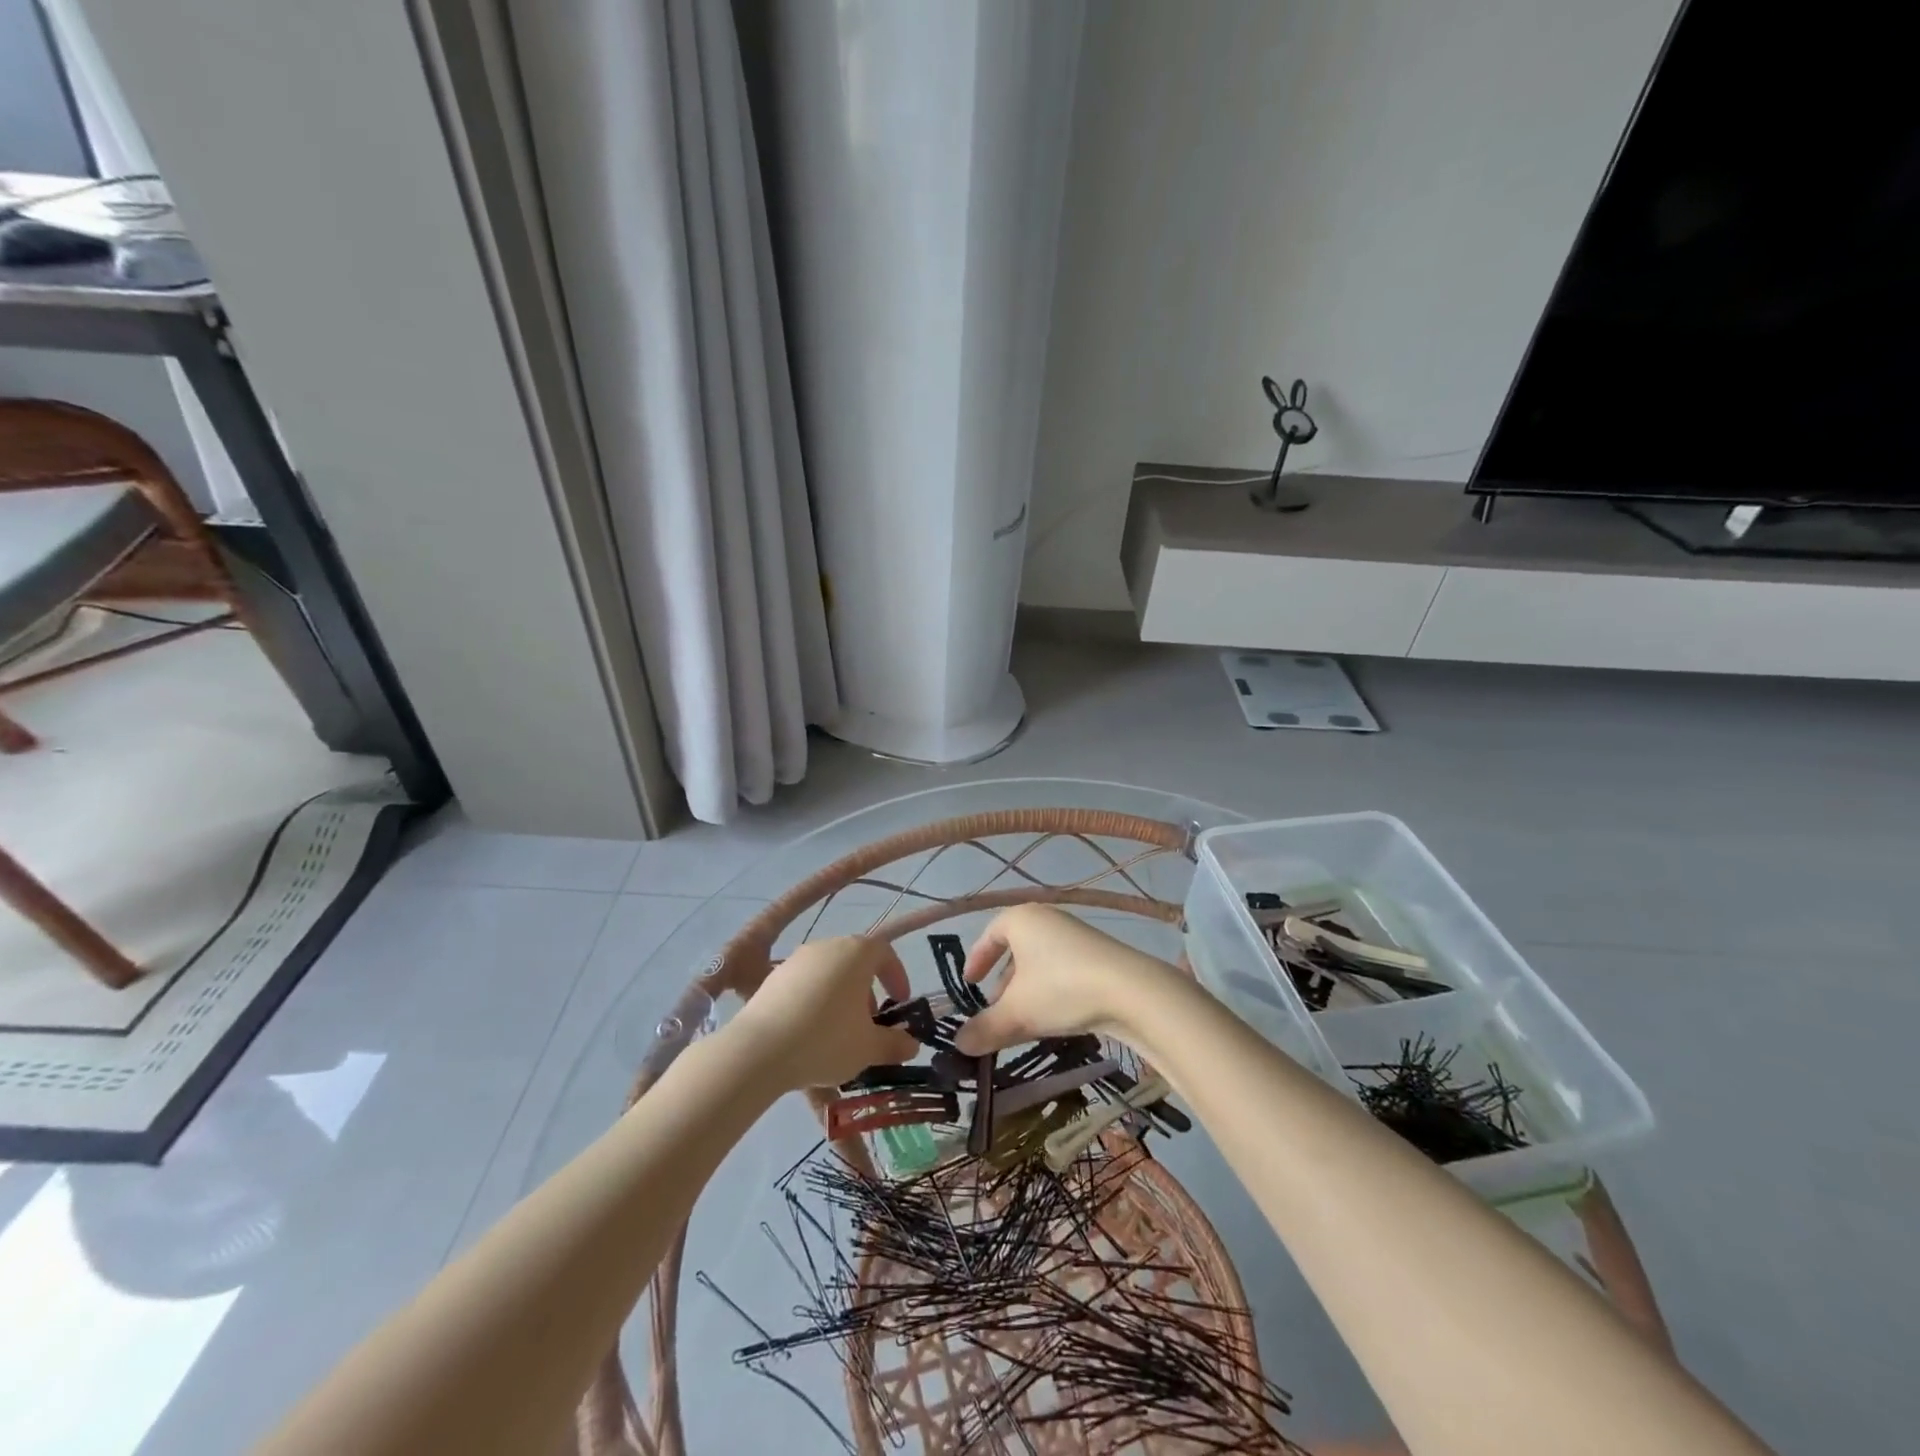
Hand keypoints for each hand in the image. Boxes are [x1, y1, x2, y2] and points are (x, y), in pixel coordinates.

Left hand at [727, 936, 919, 1089]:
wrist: (759, 1049)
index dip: (897, 976)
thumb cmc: (826, 1040)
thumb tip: (911, 1045)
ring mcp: (796, 960)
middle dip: (867, 991)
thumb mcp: (868, 1048)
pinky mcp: (773, 978)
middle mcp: (827, 946)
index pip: (885, 953)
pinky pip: (804, 986)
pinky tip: (809, 1035)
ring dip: (840, 998)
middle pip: (855, 962)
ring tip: (839, 1033)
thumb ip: (894, 1044)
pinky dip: (814, 1004)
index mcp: (856, 953)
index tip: (900, 1003)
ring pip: (829, 974)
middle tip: (869, 1024)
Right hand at [952, 905, 1176, 1055]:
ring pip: (1040, 961)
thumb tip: (959, 1044)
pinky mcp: (1098, 954)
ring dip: (1027, 989)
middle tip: (995, 1009)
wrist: (1131, 991)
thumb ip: (985, 1028)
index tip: (969, 983)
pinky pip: (1062, 968)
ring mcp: (1076, 935)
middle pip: (1016, 949)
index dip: (977, 958)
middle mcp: (1047, 919)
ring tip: (1022, 1019)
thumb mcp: (1017, 1013)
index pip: (990, 933)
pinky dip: (1050, 990)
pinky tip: (1054, 1017)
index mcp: (1022, 919)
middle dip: (1003, 981)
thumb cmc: (1061, 989)